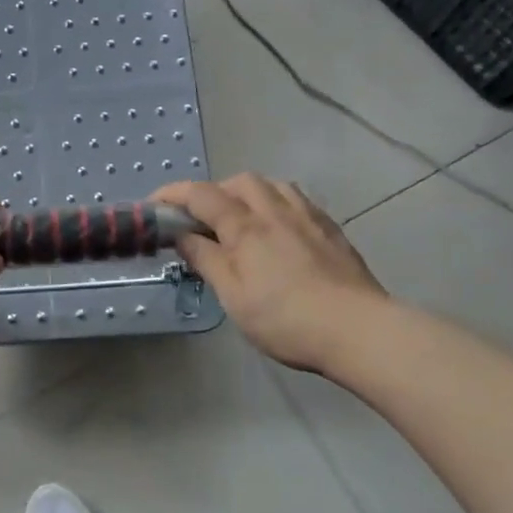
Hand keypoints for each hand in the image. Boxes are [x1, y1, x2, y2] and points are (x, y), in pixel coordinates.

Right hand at [152, 174, 388, 374]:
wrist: (359, 329)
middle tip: (202, 219)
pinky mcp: (331, 229)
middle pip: (239, 182)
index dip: (173, 195)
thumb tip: (181, 235)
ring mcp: (307, 216)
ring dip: (248, 193)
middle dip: (213, 192)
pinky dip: (276, 203)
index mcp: (245, 226)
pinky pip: (297, 200)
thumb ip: (206, 260)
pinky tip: (279, 229)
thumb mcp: (233, 296)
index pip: (200, 195)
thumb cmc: (286, 318)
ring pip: (272, 185)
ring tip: (241, 219)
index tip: (154, 205)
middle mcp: (275, 210)